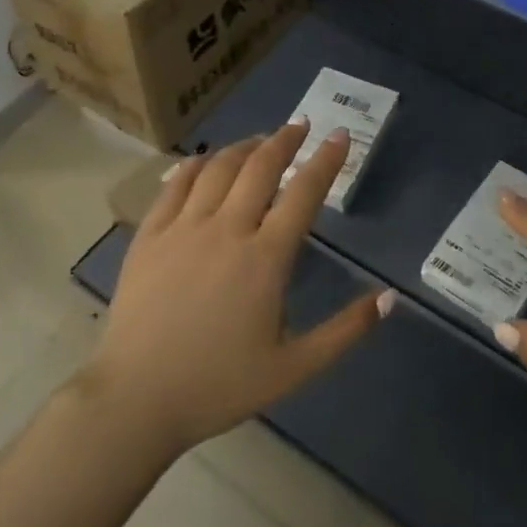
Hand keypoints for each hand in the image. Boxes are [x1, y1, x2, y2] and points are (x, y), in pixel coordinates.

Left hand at [82, 123, 393, 456]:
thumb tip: (390, 298)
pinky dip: (197, 164)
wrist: (136, 401)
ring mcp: (184, 228)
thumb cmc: (219, 385)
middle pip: (261, 167)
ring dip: (245, 146)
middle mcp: (227, 230)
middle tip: (301, 125)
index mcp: (266, 258)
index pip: (304, 192)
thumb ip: (345, 331)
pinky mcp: (150, 236)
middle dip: (285, 140)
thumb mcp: (294, 368)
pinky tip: (206, 160)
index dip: (326, 159)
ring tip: (260, 140)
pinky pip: (175, 185)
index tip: (339, 136)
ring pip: (219, 168)